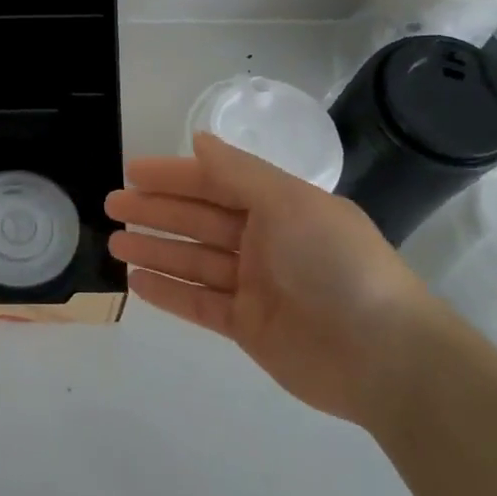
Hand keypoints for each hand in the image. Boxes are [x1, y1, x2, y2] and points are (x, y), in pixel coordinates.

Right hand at [106, 133, 431, 427]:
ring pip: (193, 261)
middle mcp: (264, 241)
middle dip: (155, 211)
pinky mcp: (248, 327)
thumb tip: (199, 139)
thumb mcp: (289, 203)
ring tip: (114, 242)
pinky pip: (199, 303)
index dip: (173, 175)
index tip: (132, 172)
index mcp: (278, 206)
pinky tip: (137, 282)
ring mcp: (255, 286)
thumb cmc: (335, 264)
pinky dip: (169, 292)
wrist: (384, 356)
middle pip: (198, 220)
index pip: (215, 182)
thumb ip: (239, 172)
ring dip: (155, 249)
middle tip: (112, 206)